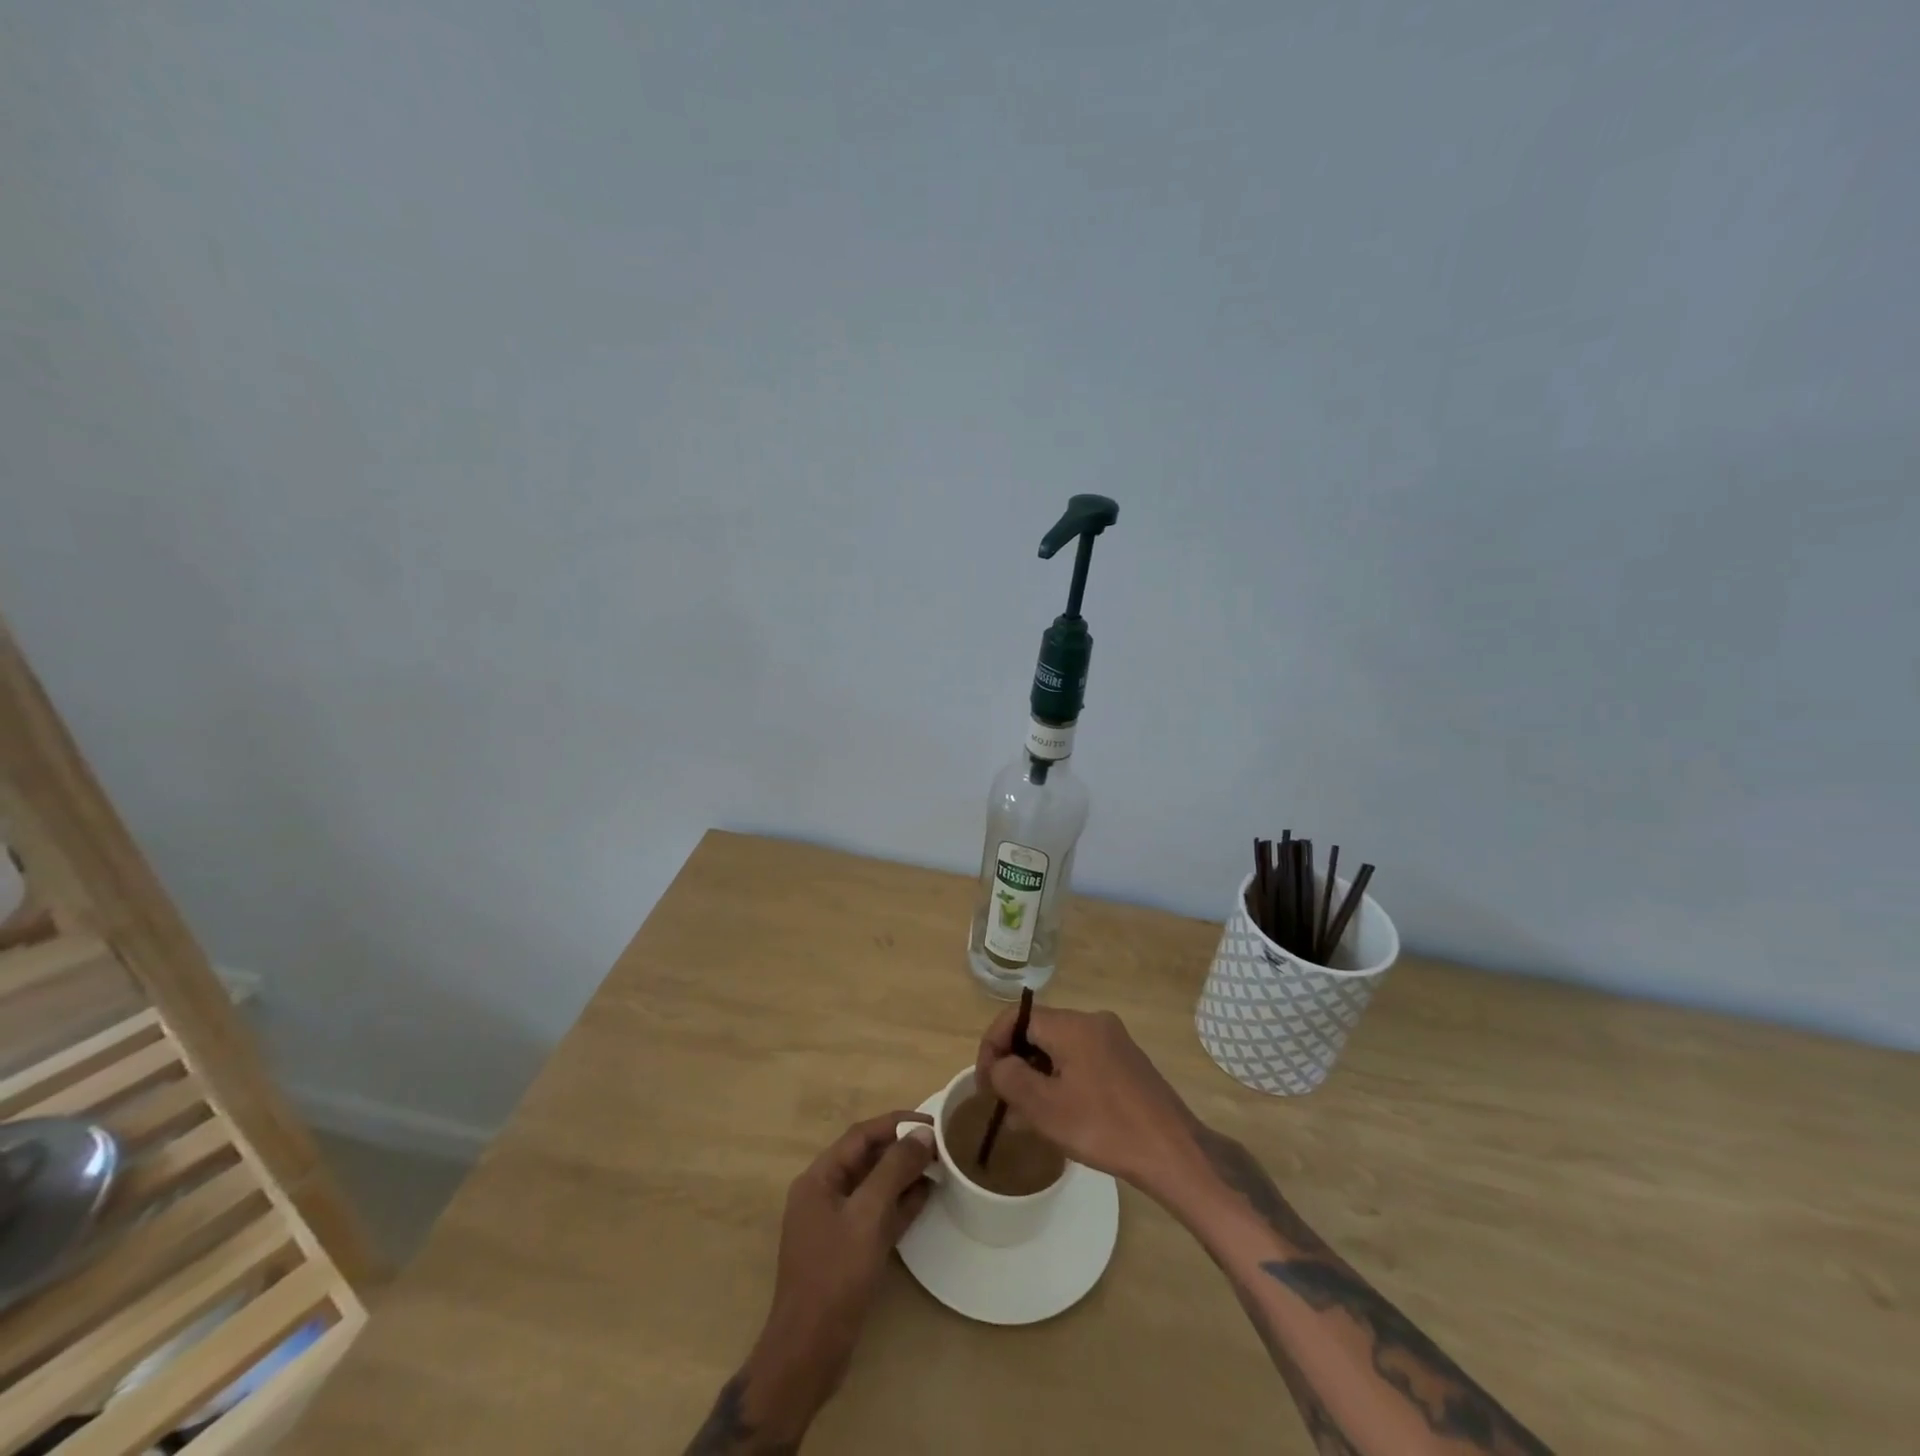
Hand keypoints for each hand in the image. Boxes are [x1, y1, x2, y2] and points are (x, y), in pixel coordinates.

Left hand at [743, 1112, 934, 1439]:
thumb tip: (923, 1134)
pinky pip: (877, 1214)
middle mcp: (824, 1195)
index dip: (896, 1124)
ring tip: (940, 1166)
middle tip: (940, 1144)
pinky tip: (927, 1197)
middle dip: (902, 1149)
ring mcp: (835, 1224)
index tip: (931, 1122)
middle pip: (867, 1159)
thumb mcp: (867, 1216)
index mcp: (819, 1179)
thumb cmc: (834, 1276)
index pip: (861, 1136)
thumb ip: (894, 1170)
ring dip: (904, 1175)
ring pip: (875, 1187)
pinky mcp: (848, 1250)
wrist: (809, 1353)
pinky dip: (900, 1204)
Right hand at [975, 1007, 1200, 1200]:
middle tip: (1002, 1103)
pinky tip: (1058, 1115)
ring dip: (1036, 1075)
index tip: (984, 1083)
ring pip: (1059, 1049)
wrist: (1173, 1152)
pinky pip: (1080, 1060)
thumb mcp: (1045, 1107)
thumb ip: (1010, 1078)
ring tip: (1024, 1116)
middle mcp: (1093, 1022)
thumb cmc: (1104, 1127)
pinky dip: (1061, 1080)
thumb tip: (999, 1066)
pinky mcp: (1126, 1062)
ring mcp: (1113, 1041)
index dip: (992, 1045)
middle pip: (1038, 1031)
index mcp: (1072, 1024)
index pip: (1017, 1017)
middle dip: (1014, 1063)